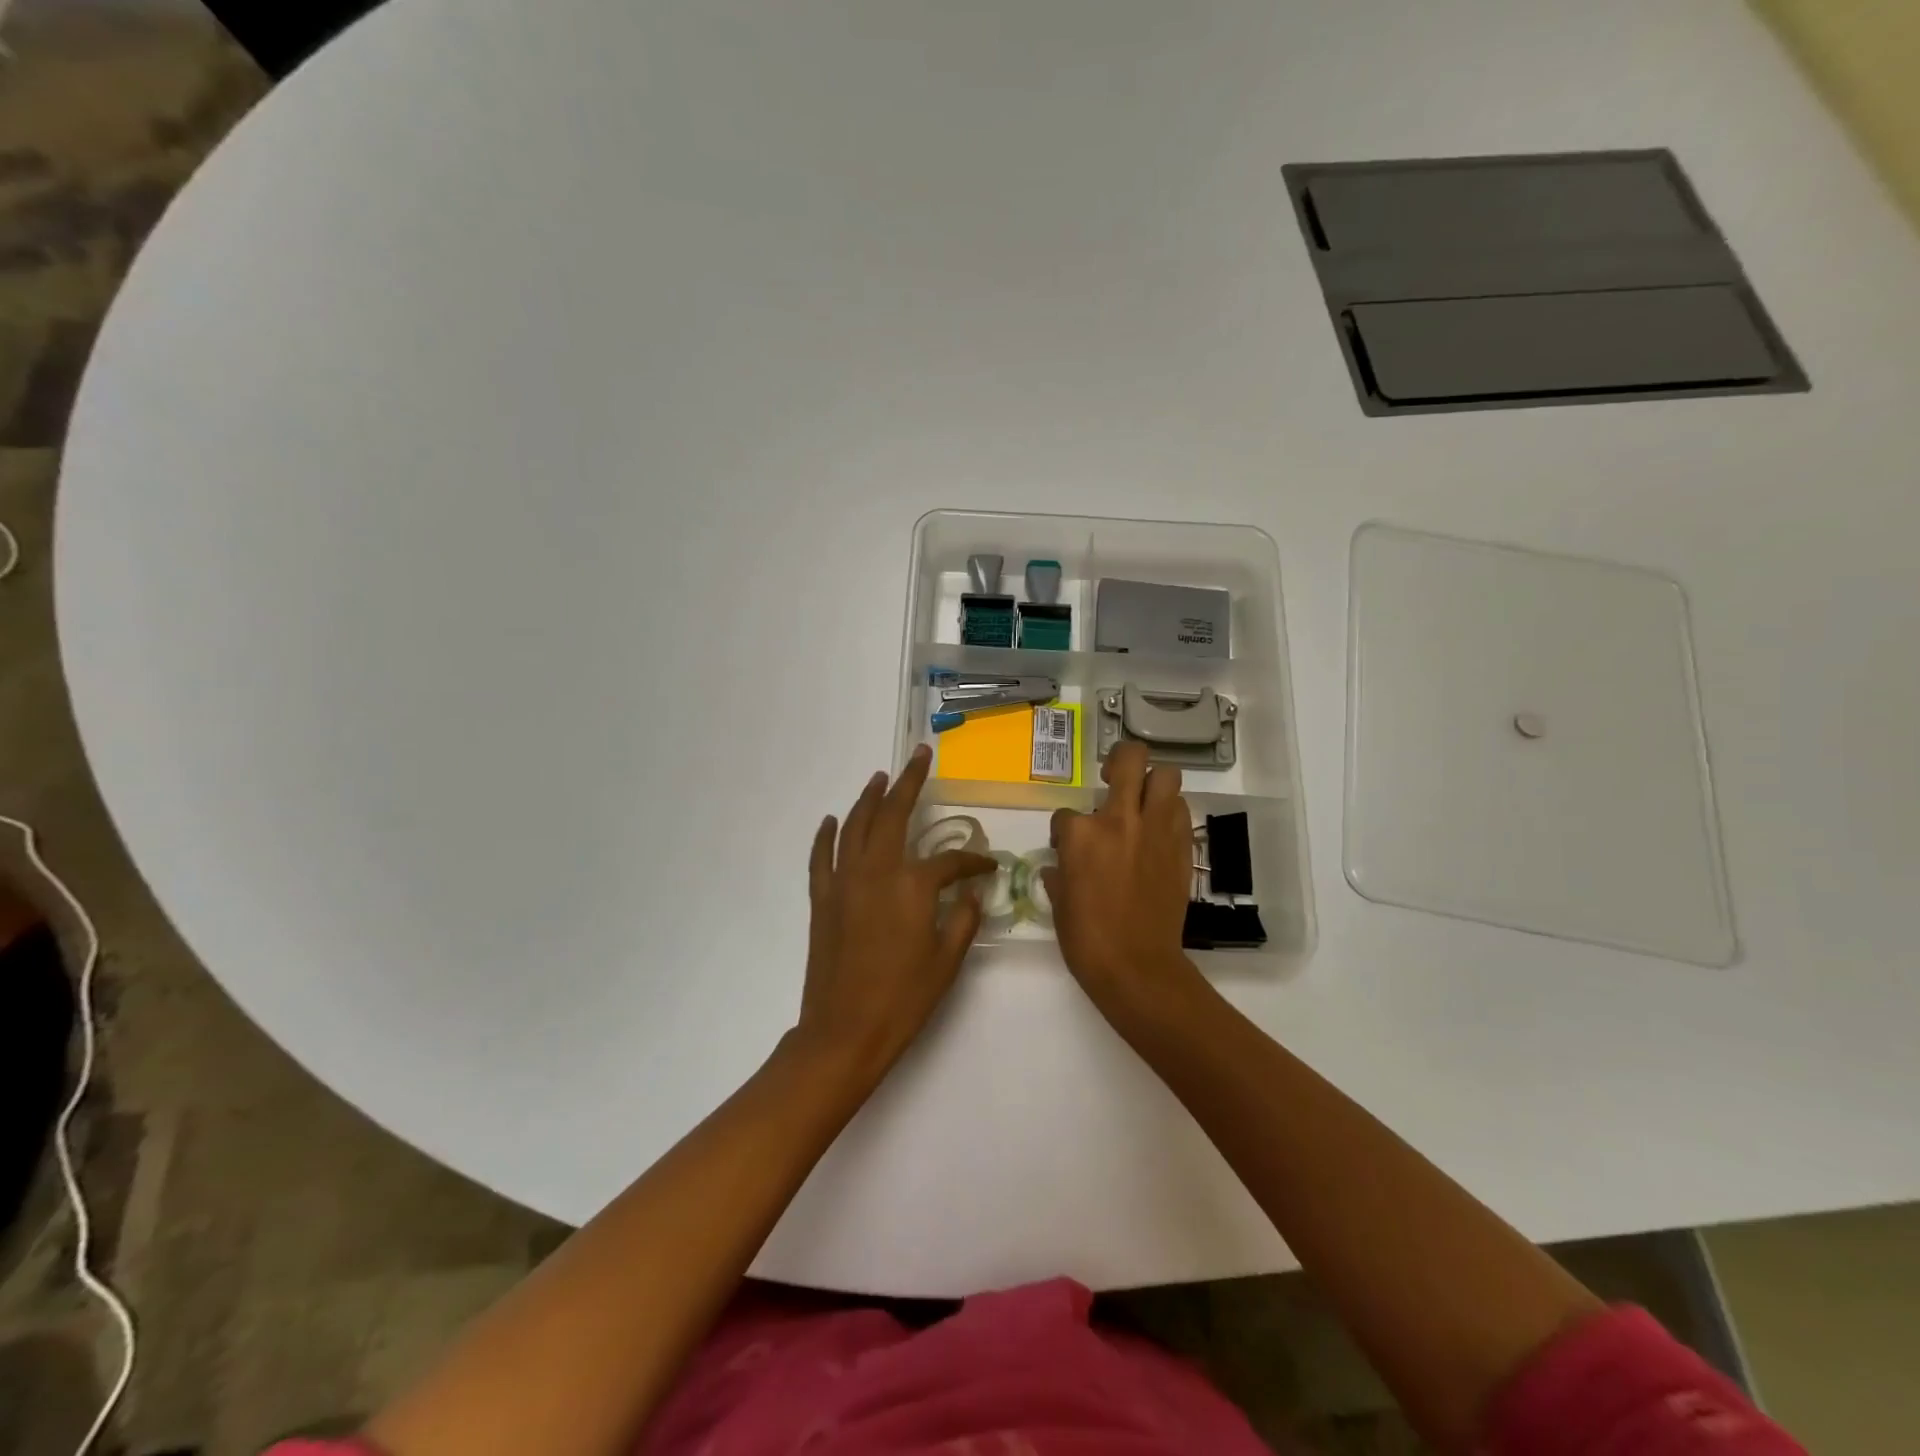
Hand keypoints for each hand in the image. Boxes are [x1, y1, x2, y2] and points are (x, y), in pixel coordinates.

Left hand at [795, 744, 994, 1083]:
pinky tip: (832, 820)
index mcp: (911, 886)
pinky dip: (826, 834)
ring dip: (868, 798)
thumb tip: (970, 892)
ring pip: (855, 826)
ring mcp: (843, 882)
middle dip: (908, 782)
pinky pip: (821, 856)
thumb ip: (962, 919)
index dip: (972, 861)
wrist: (844, 1032)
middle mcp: (875, 871)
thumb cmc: (902, 999)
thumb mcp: (946, 962)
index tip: (986, 867)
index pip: (949, 861)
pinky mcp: (822, 898)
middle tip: (919, 757)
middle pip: (892, 814)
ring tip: (880, 777)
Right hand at [1045, 741, 1199, 1016]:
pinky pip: (1180, 811)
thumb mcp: (1059, 902)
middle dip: (1120, 760)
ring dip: (1152, 783)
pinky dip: (1169, 812)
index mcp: (1081, 834)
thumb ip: (1059, 874)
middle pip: (1129, 759)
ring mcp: (1155, 830)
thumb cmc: (1087, 938)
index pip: (1066, 813)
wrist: (1137, 966)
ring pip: (1166, 776)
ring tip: (1142, 801)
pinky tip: (1158, 830)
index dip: (1064, 829)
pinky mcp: (1181, 847)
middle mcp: (1120, 819)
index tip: (1066, 848)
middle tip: (1113, 776)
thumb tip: (1060, 867)